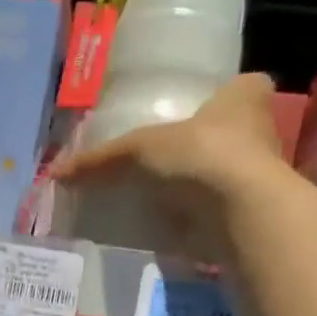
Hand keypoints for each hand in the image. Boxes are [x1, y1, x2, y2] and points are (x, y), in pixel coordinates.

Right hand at [51, 74, 293, 253]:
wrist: (238, 211)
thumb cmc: (200, 153)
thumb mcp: (139, 149)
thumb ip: (101, 161)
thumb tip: (55, 173)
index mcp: (245, 97)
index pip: (240, 88)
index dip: (218, 99)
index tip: (195, 114)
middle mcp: (261, 133)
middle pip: (230, 136)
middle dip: (203, 148)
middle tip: (168, 160)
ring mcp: (259, 179)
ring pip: (224, 177)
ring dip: (199, 188)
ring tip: (161, 198)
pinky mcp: (248, 217)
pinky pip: (216, 215)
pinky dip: (197, 222)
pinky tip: (171, 227)